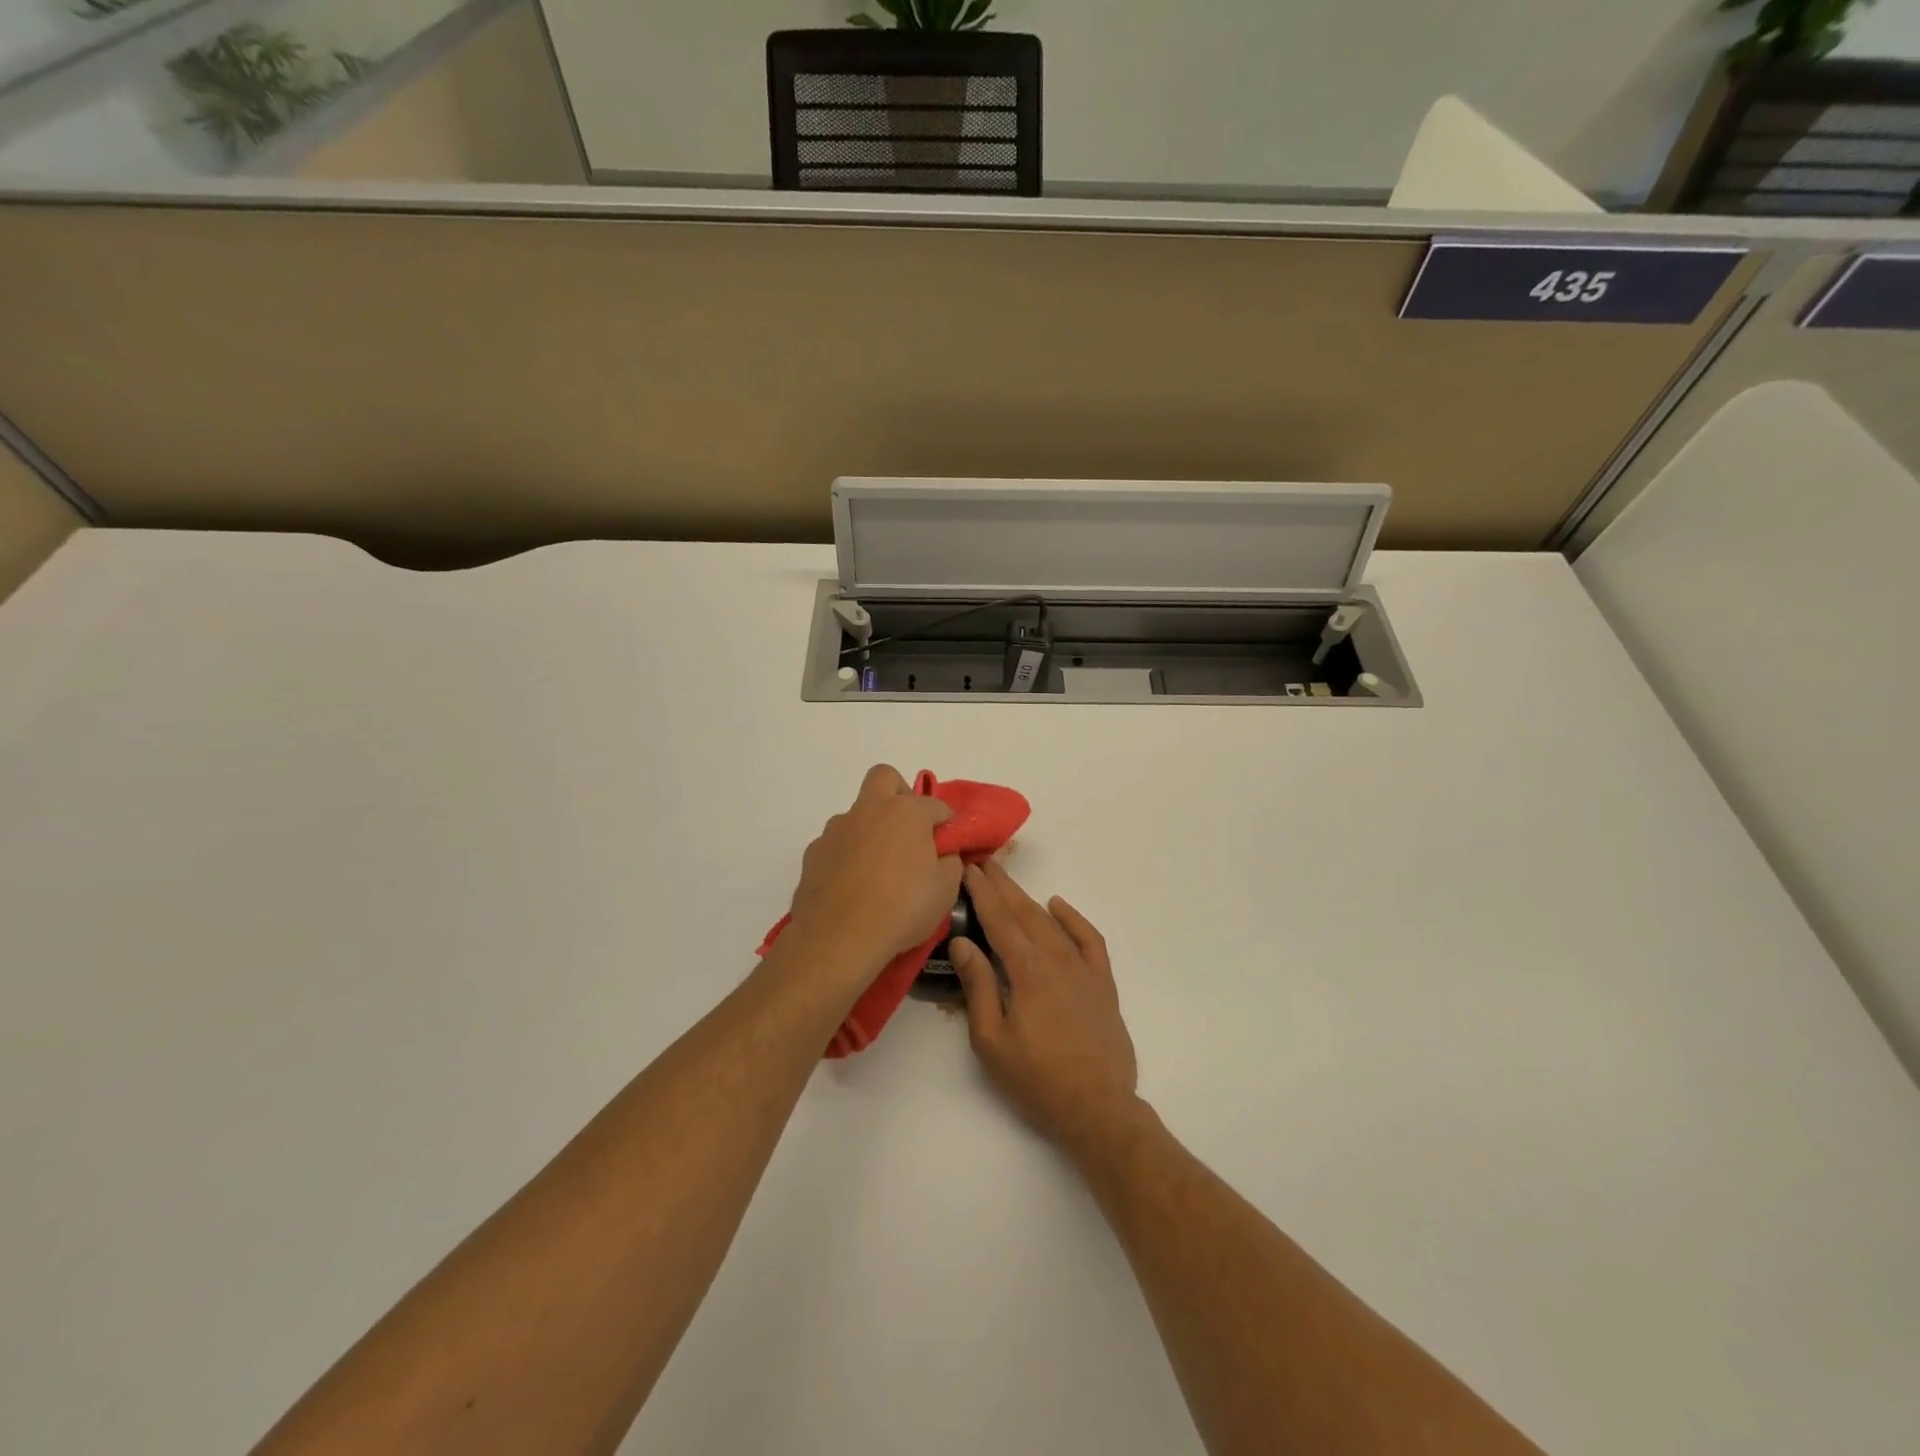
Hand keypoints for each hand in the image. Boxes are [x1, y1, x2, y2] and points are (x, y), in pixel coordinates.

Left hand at [786, 765, 961, 982]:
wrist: (838, 938)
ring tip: (879, 868)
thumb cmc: (902, 909)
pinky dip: (848, 855)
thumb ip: (950, 862)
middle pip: (885, 778)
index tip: (949, 842)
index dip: (946, 822)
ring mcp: (837, 829)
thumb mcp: (945, 890)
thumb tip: (944, 852)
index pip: (935, 804)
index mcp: (907, 812)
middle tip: (909, 829)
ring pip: (857, 813)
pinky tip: (853, 885)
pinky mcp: (814, 852)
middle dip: (900, 794)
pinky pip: (838, 843)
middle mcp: (869, 810)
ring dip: (871, 828)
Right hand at [950, 860, 1140, 1152]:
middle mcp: (1056, 959)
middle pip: (1025, 913)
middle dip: (1002, 886)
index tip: (969, 869)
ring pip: (1052, 923)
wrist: (1097, 1107)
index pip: (999, 920)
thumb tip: (963, 942)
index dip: (982, 893)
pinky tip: (1058, 906)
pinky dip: (1073, 918)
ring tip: (1009, 882)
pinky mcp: (1102, 983)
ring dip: (1029, 899)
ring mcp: (1083, 969)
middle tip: (984, 863)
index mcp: (1027, 971)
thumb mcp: (991, 1039)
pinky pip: (1089, 939)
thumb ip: (978, 986)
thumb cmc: (1036, 1079)